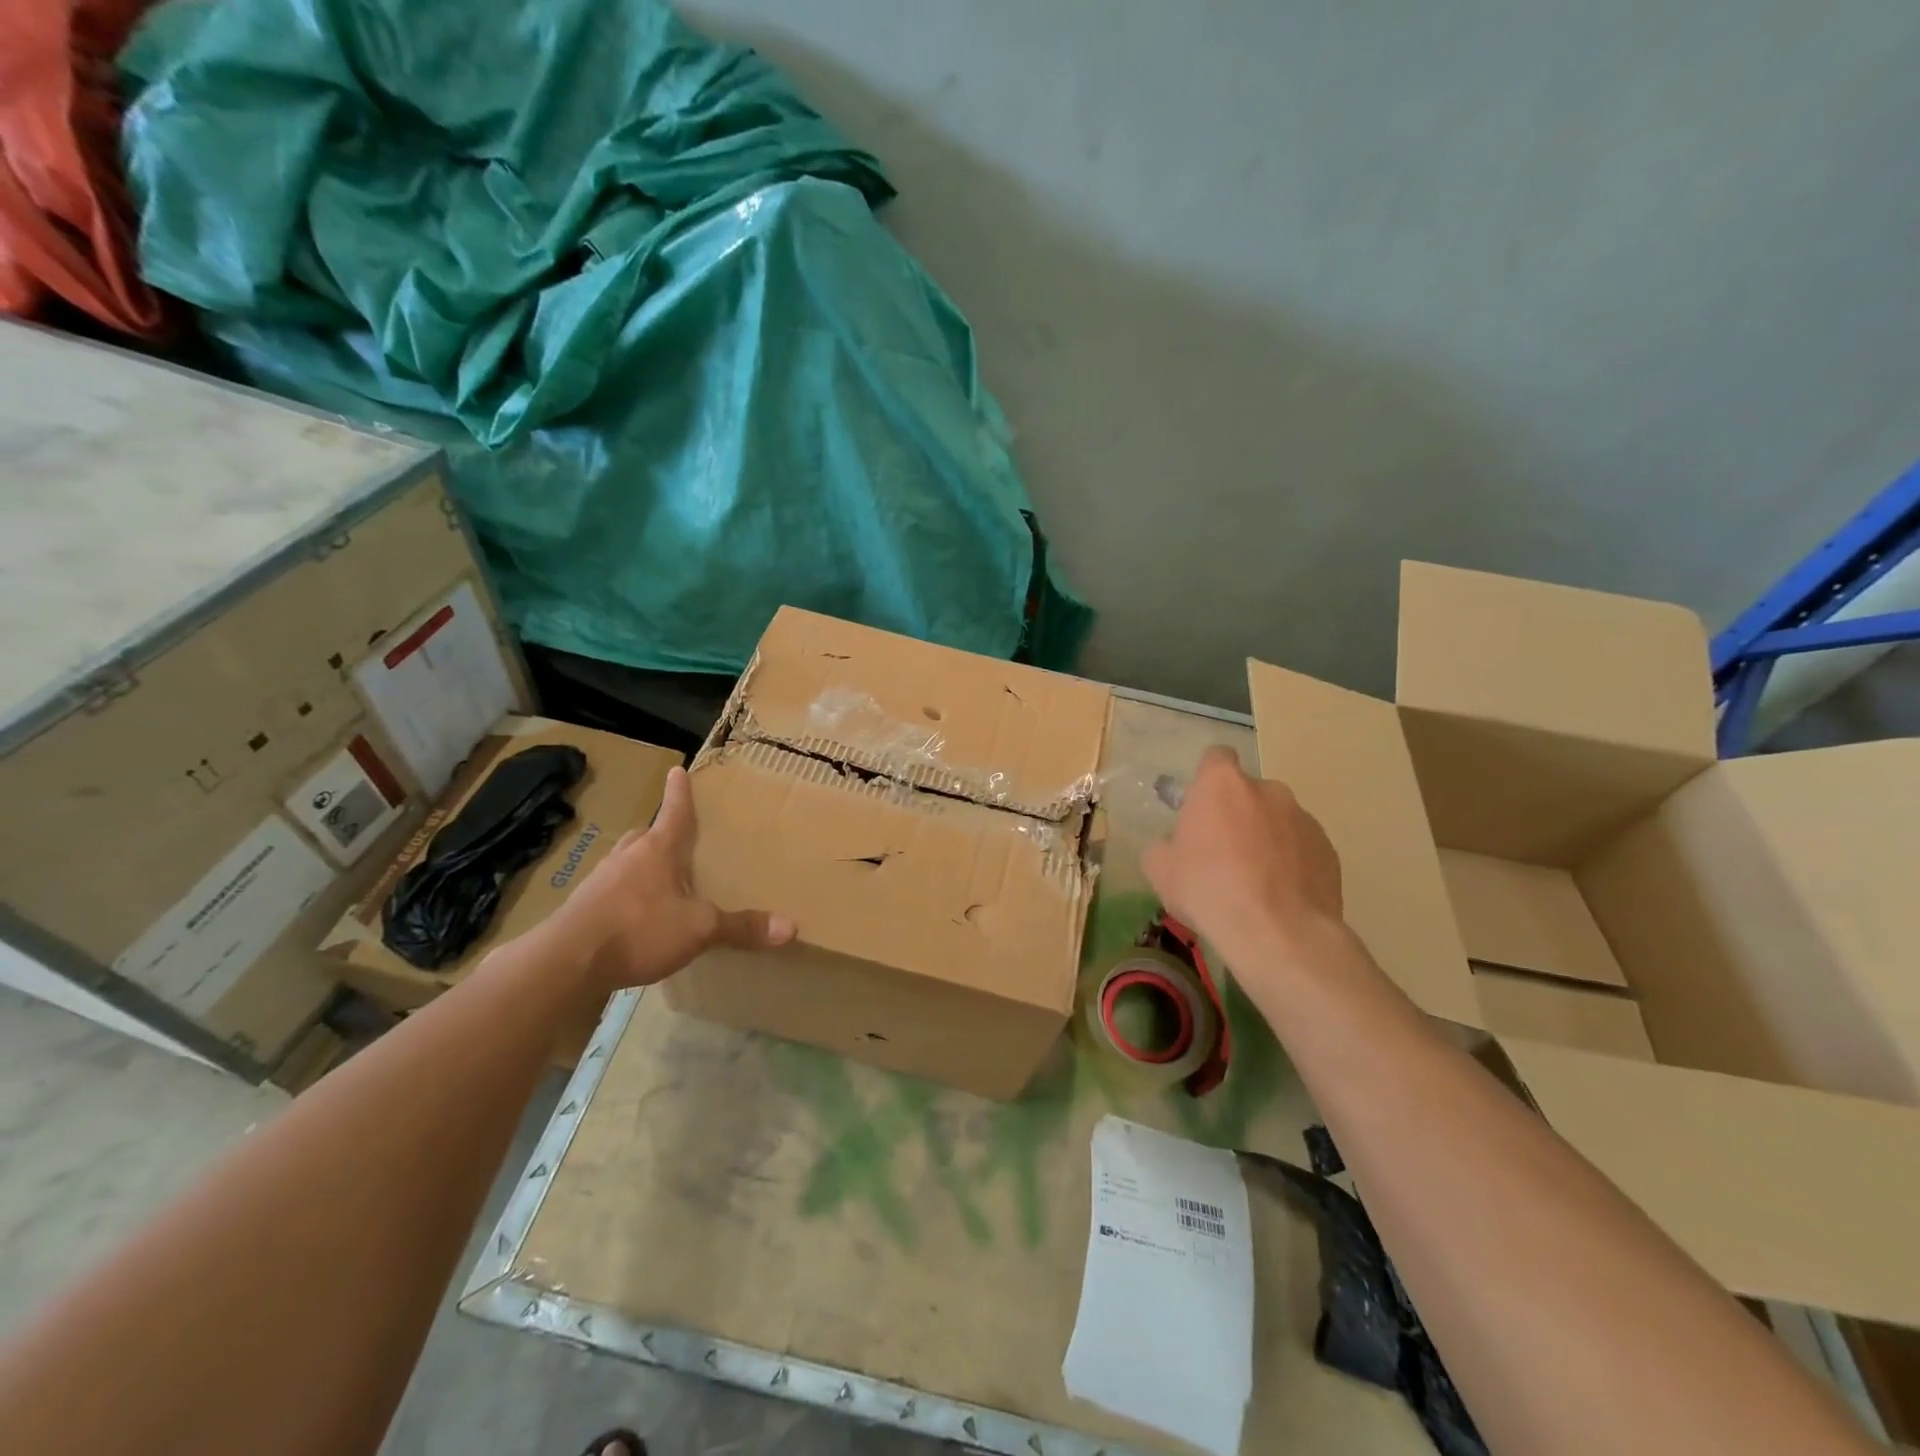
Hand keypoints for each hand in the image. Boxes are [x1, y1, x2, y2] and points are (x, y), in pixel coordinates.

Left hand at [539, 765, 794, 990]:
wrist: (565, 962)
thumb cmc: (638, 929)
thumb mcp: (699, 929)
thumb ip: (741, 928)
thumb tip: (792, 927)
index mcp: (657, 850)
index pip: (674, 812)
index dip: (679, 793)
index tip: (677, 769)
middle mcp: (626, 857)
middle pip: (645, 835)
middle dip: (659, 832)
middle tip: (673, 837)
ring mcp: (600, 882)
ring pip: (625, 862)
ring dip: (640, 865)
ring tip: (658, 880)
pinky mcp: (582, 910)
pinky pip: (610, 892)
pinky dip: (625, 896)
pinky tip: (634, 917)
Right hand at [1142, 746, 1343, 963]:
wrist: (1277, 934)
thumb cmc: (1208, 889)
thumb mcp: (1159, 869)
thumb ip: (1165, 844)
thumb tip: (1175, 845)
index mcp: (1222, 784)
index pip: (1216, 758)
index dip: (1206, 780)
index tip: (1200, 808)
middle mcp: (1267, 790)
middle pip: (1248, 792)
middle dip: (1237, 814)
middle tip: (1222, 853)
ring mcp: (1303, 818)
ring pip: (1277, 820)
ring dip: (1265, 839)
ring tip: (1255, 882)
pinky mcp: (1329, 850)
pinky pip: (1302, 848)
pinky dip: (1291, 863)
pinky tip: (1279, 896)